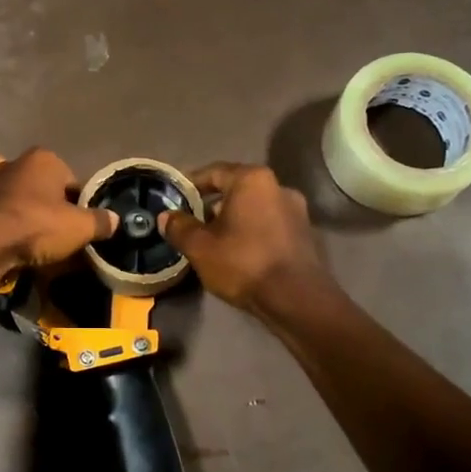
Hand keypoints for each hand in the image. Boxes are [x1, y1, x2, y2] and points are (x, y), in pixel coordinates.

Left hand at [0, 149, 117, 270]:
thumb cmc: (38, 227)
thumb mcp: (80, 228)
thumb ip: (99, 222)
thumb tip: (115, 220)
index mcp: (43, 162)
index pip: (68, 178)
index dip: (75, 199)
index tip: (78, 221)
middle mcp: (11, 165)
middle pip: (26, 170)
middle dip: (31, 182)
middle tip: (40, 212)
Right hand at [160, 162, 329, 312]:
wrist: (296, 299)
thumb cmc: (243, 263)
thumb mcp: (200, 247)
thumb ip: (180, 227)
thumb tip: (166, 216)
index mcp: (252, 180)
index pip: (214, 171)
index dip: (191, 184)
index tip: (175, 198)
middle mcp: (278, 186)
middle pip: (236, 188)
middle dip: (212, 203)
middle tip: (192, 222)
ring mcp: (296, 210)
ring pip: (254, 207)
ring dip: (233, 219)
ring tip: (213, 240)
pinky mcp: (304, 233)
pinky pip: (269, 224)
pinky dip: (251, 231)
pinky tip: (239, 252)